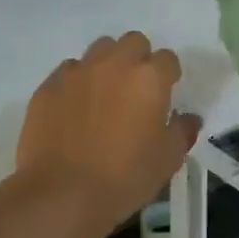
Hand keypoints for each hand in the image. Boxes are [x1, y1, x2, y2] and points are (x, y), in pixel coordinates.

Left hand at [15, 32, 200, 237]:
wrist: (61, 195)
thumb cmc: (124, 178)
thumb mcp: (167, 160)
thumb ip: (182, 131)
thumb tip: (188, 117)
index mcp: (149, 78)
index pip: (168, 59)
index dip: (169, 75)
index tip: (165, 95)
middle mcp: (114, 64)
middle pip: (133, 42)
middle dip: (139, 58)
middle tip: (135, 89)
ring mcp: (78, 71)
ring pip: (99, 49)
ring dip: (107, 63)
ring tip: (104, 93)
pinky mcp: (49, 85)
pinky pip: (68, 70)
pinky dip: (76, 82)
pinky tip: (74, 108)